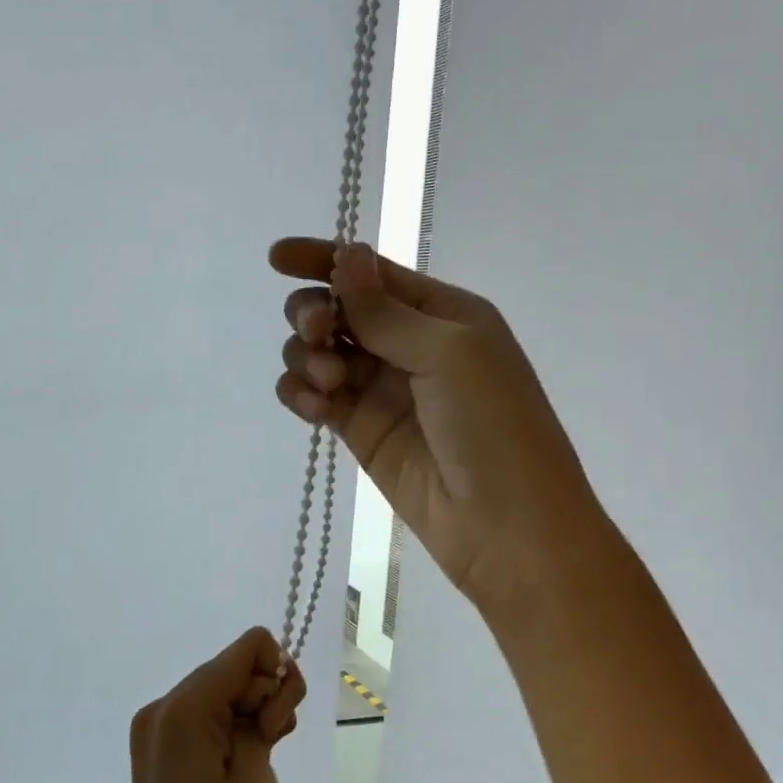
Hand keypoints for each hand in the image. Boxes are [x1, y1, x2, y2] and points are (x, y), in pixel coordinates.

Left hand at [121, 627, 305, 782]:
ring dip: (250, 714)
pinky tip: (243, 765)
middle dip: (264, 695)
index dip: (277, 675)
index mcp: (183, 709)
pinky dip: (230, 729)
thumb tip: (263, 690)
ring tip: (261, 763)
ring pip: (220, 691)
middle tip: (273, 747)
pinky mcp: (157, 755)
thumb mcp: (260, 782)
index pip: (247, 648)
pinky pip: (204, 718)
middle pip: (232, 667)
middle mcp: (160, 709)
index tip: (278, 725)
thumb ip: (263, 720)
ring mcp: (154, 732)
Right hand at [271, 237, 598, 622]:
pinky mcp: (360, 431)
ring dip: (308, 356)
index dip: (323, 259)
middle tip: (319, 333)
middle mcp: (409, 344)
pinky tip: (314, 407)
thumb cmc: (495, 427)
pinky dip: (301, 393)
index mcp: (442, 313)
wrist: (506, 527)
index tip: (276, 259)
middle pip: (338, 309)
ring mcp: (381, 389)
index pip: (372, 273)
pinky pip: (314, 396)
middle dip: (315, 312)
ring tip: (329, 385)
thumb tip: (347, 254)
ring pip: (319, 351)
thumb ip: (387, 310)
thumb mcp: (450, 353)